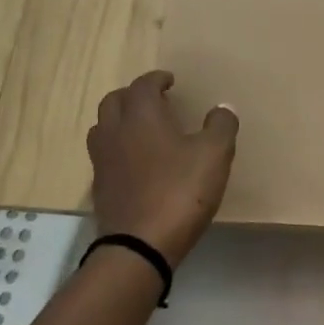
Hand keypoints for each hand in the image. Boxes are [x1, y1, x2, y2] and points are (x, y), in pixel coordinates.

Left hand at [87, 71, 237, 266]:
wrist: (140, 245)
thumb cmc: (180, 192)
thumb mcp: (214, 155)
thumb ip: (221, 126)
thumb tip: (223, 108)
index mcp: (142, 117)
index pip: (143, 85)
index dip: (157, 79)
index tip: (170, 81)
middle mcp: (115, 132)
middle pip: (114, 101)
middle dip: (133, 95)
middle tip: (154, 100)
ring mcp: (102, 162)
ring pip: (103, 128)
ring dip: (120, 120)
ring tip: (141, 128)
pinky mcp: (100, 188)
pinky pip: (105, 156)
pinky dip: (118, 149)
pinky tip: (136, 163)